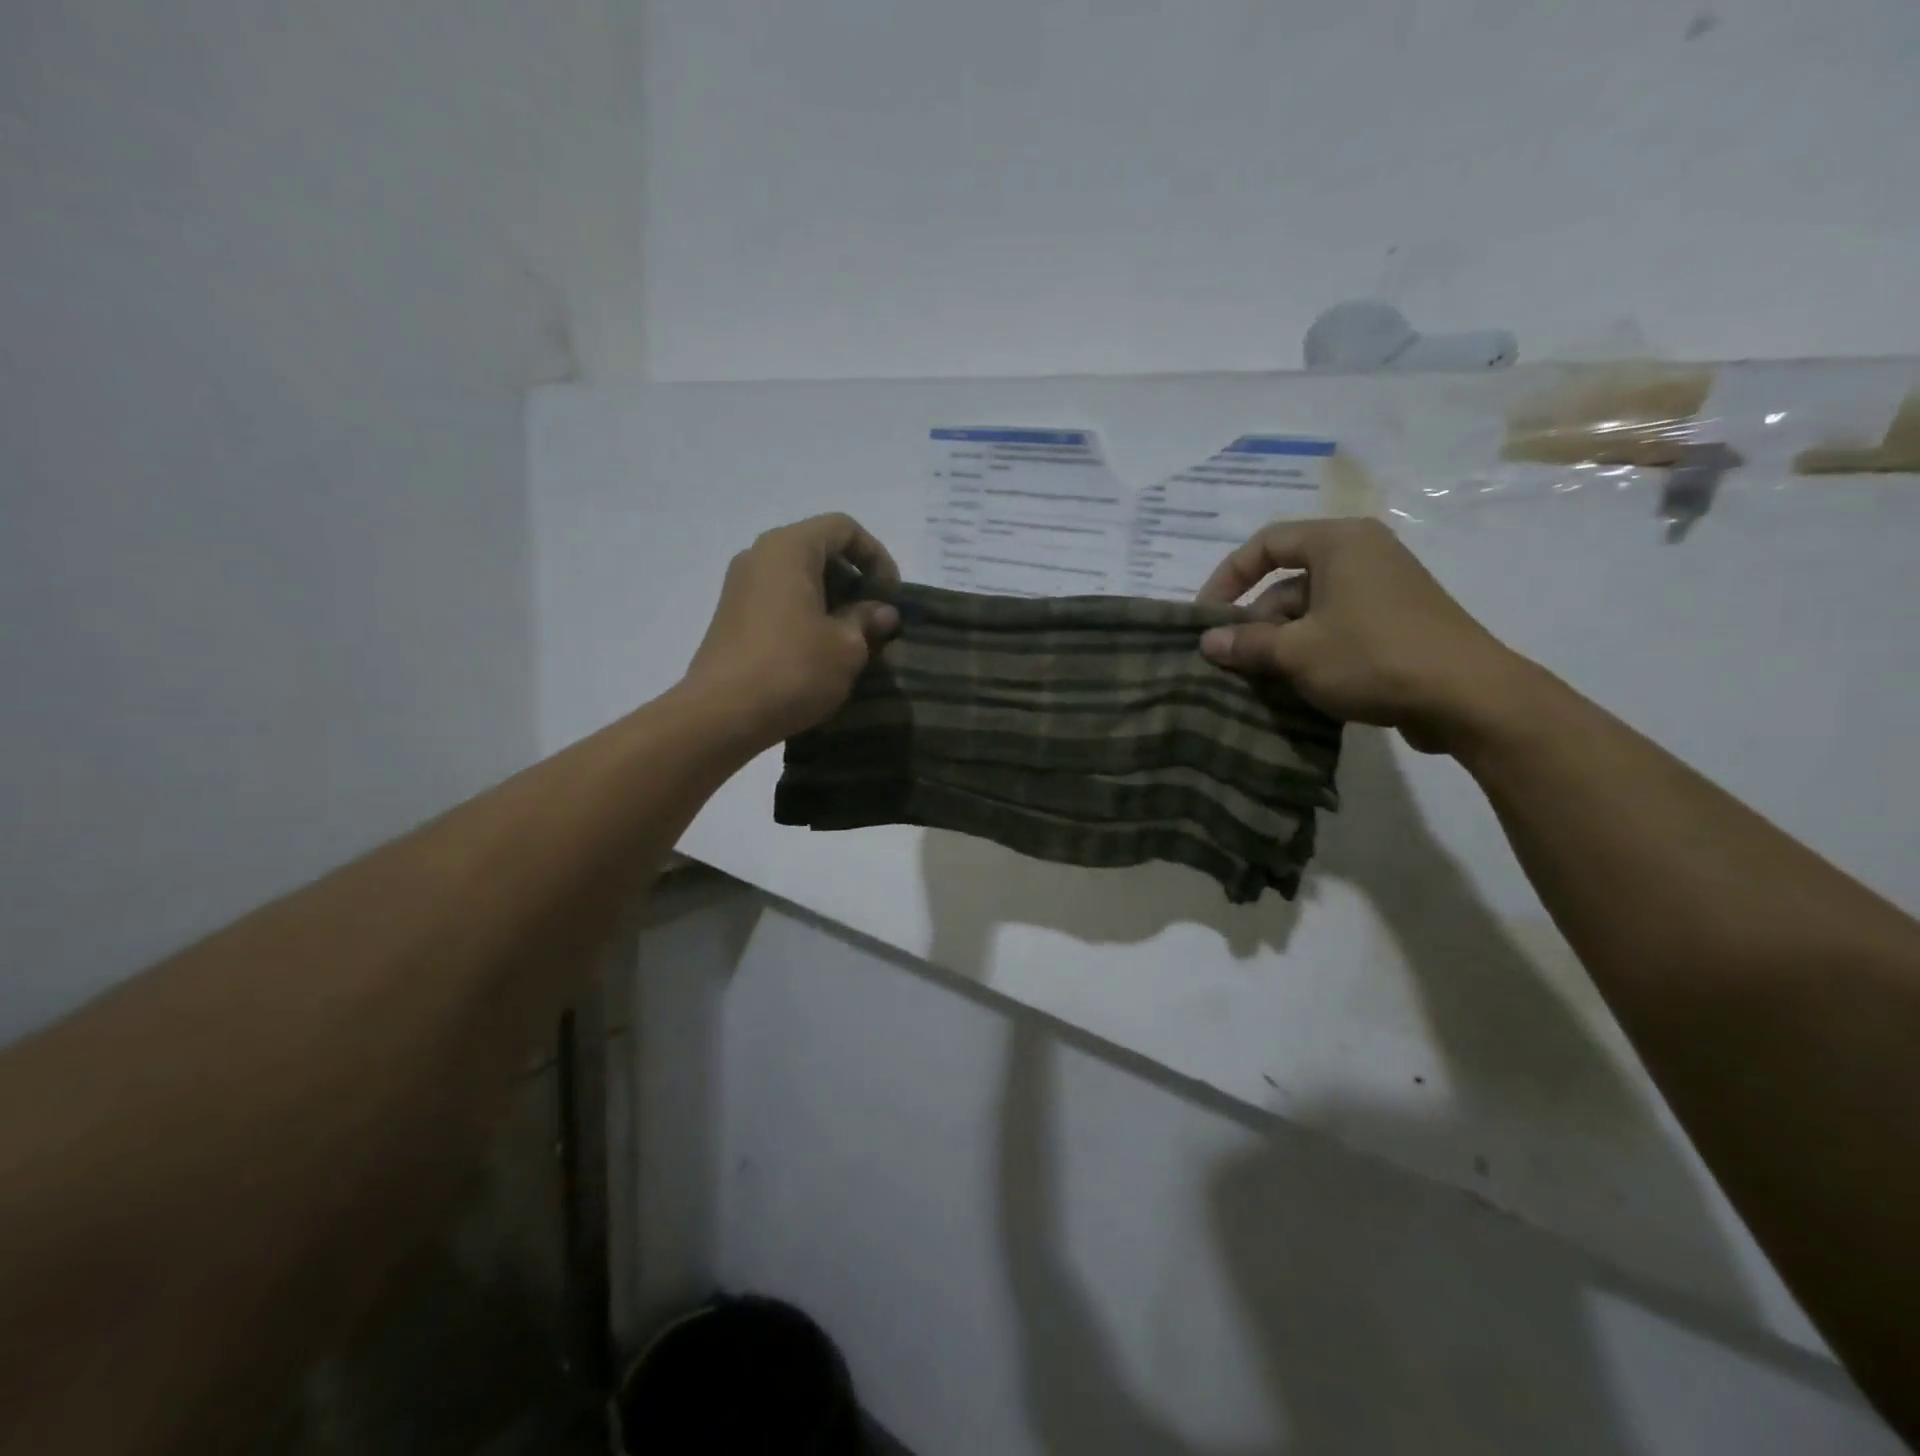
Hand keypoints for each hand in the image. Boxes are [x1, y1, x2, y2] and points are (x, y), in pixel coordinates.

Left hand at [682, 513, 901, 748]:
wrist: (721, 715)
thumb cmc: (793, 669)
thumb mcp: (847, 646)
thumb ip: (868, 620)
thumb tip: (882, 612)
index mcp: (789, 548)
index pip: (843, 528)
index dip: (876, 556)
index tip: (891, 595)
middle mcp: (760, 556)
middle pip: (819, 551)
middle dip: (855, 582)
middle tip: (876, 620)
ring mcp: (741, 586)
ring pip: (799, 579)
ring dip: (833, 603)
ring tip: (854, 641)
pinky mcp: (733, 617)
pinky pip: (780, 601)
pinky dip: (807, 616)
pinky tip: (822, 653)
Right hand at [1195, 518, 1531, 754]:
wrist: (1468, 697)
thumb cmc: (1372, 657)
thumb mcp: (1296, 652)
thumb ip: (1246, 643)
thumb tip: (1206, 642)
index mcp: (1339, 543)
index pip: (1266, 543)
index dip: (1228, 577)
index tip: (1206, 616)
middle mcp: (1363, 554)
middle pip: (1288, 580)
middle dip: (1255, 620)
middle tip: (1233, 658)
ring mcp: (1383, 589)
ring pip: (1311, 608)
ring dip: (1280, 640)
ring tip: (1260, 678)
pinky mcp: (1396, 621)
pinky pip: (1337, 625)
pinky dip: (1311, 648)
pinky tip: (1297, 684)